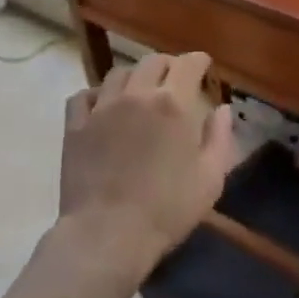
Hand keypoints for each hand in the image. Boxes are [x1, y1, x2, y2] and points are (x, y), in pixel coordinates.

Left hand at [56, 52, 236, 286]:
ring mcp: (102, 108)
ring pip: (119, 73)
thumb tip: (223, 109)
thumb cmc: (166, 210)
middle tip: (175, 81)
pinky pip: (84, 96)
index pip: (188, 64)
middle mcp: (137, 95)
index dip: (199, 61)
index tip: (204, 68)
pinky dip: (97, 95)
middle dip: (169, 66)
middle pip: (153, 62)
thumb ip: (220, 138)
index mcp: (173, 104)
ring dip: (135, 77)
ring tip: (140, 92)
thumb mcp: (210, 179)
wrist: (107, 235)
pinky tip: (103, 107)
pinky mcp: (76, 126)